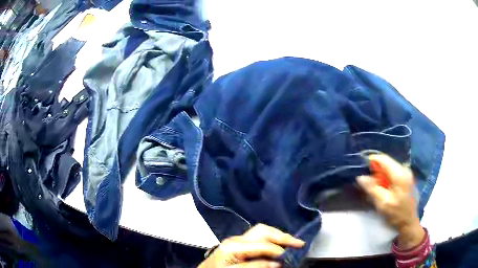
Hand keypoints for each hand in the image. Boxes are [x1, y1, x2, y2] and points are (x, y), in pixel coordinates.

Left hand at [198, 224, 304, 267]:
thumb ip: (254, 266)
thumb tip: (276, 263)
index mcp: (234, 246)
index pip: (262, 244)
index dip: (277, 250)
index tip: (288, 257)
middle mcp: (236, 239)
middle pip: (263, 231)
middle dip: (282, 236)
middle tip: (299, 243)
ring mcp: (237, 240)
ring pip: (261, 231)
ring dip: (278, 235)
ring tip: (292, 242)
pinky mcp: (238, 243)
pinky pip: (258, 237)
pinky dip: (271, 239)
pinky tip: (278, 245)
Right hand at [357, 154, 424, 248]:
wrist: (409, 222)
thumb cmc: (396, 214)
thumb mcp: (382, 203)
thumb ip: (372, 189)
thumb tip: (360, 177)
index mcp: (400, 174)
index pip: (384, 159)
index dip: (372, 160)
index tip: (362, 168)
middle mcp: (405, 169)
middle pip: (387, 163)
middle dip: (376, 170)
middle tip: (367, 182)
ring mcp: (407, 173)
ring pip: (390, 168)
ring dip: (381, 175)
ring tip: (375, 187)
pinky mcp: (407, 179)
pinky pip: (394, 173)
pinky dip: (387, 178)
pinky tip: (384, 188)